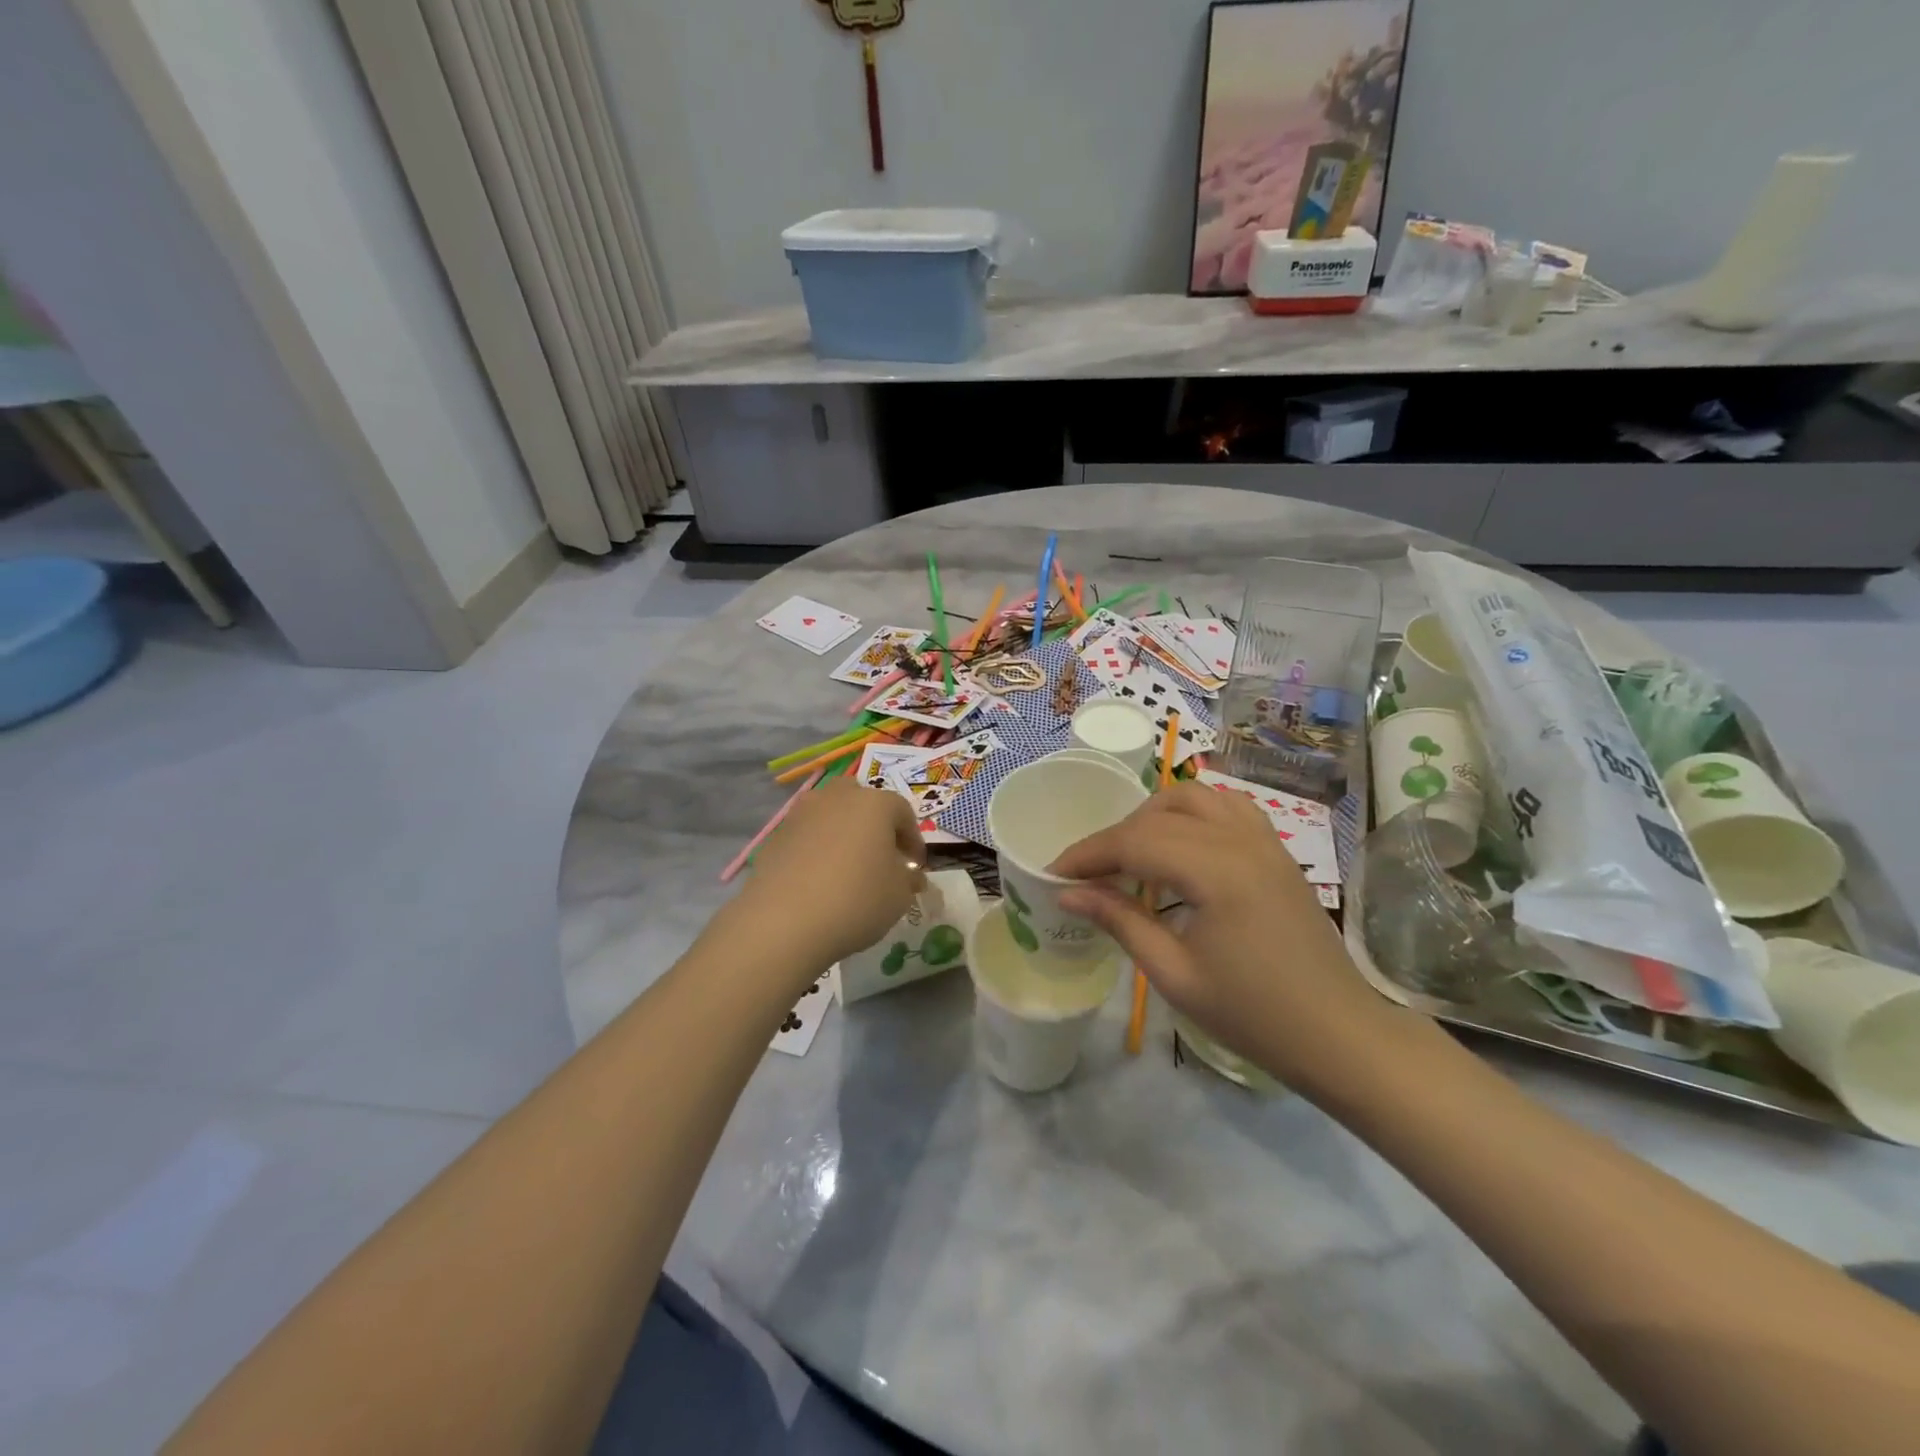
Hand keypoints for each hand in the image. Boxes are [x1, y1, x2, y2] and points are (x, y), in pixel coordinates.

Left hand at [740, 778, 925, 965]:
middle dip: (874, 824)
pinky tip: (818, 881)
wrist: (784, 922)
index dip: (913, 840)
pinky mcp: (775, 837)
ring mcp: (801, 814)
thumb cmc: (856, 901)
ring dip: (842, 833)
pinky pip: (806, 837)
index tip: (914, 867)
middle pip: (861, 800)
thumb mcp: (899, 895)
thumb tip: (907, 874)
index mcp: (874, 804)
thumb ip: (908, 879)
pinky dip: (815, 850)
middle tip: (880, 856)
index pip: (903, 813)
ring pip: (830, 815)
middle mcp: (837, 798)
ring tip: (847, 868)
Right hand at [1051, 781, 1393, 1091]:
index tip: (1054, 874)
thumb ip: (1120, 921)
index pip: (1135, 841)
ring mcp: (1264, 840)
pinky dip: (1191, 814)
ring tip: (1132, 855)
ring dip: (1152, 816)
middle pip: (1158, 813)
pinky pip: (1226, 807)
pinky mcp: (1276, 850)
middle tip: (1090, 874)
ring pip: (1194, 797)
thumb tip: (1068, 894)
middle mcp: (1241, 840)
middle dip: (1114, 837)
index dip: (1088, 854)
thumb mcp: (1174, 975)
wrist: (1339, 1035)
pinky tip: (1180, 846)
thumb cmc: (1253, 1015)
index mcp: (1216, 871)